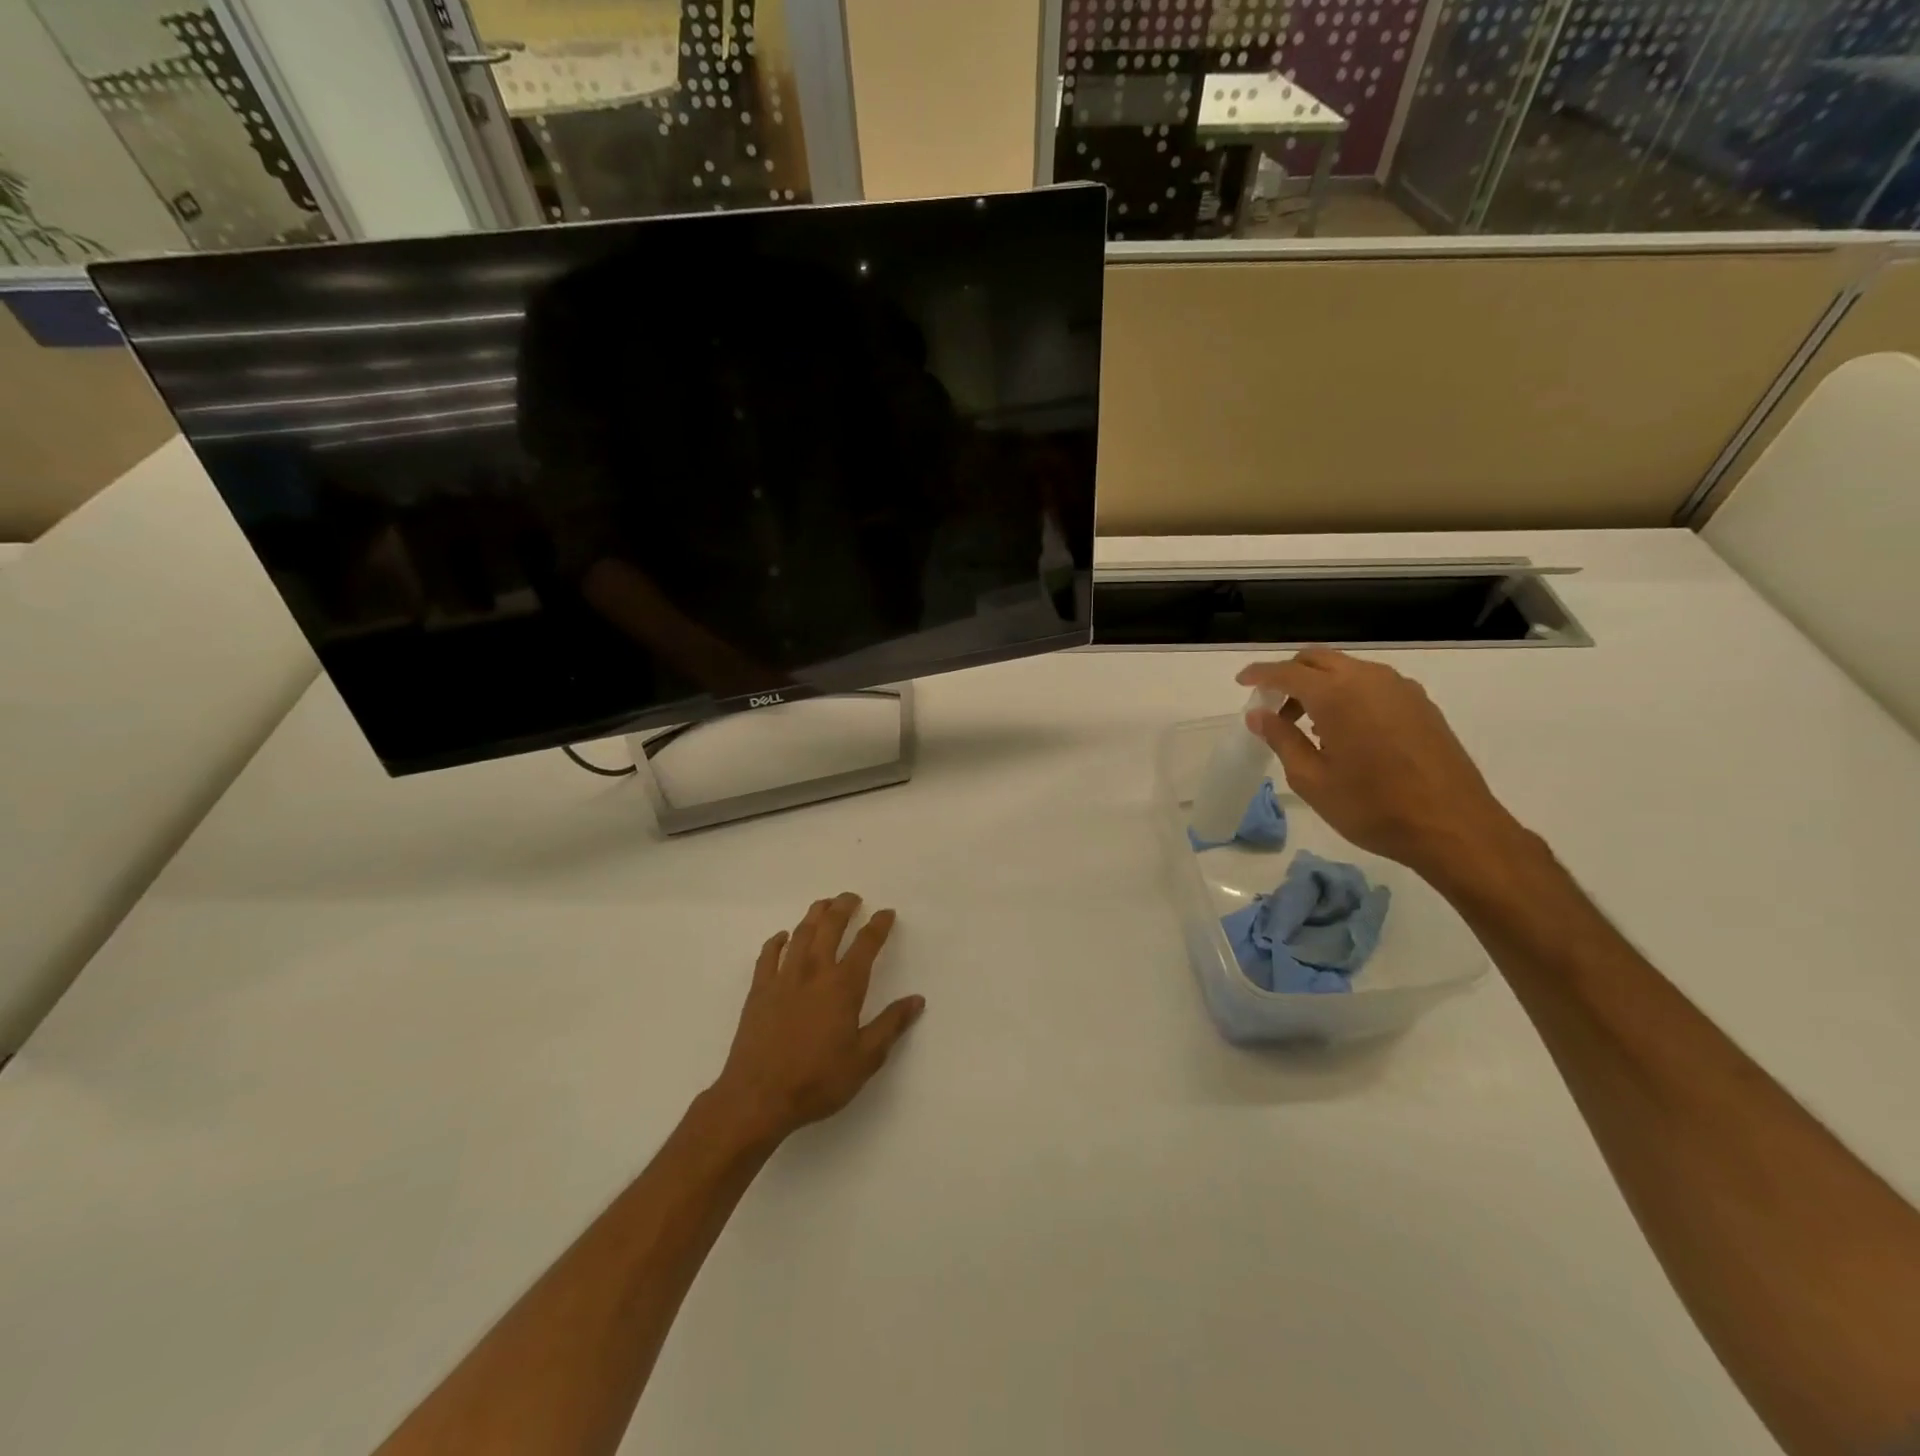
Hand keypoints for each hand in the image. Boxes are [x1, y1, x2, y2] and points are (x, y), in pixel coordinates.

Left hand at [710, 894, 923, 1146]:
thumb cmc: (818, 1080)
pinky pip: (768, 955)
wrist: (758, 1097)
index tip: (886, 913)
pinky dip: (777, 941)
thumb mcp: (865, 1059)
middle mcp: (814, 972)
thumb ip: (891, 1025)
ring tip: (823, 905)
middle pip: (830, 927)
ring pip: (801, 934)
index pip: (865, 945)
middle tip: (852, 897)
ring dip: (814, 915)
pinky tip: (782, 937)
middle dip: (843, 908)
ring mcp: (783, 978)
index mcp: (843, 986)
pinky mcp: (759, 991)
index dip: (878, 925)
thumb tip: (917, 1000)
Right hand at [1238, 649, 1522, 877]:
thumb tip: (1258, 715)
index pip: (1288, 672)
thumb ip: (1282, 740)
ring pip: (1347, 669)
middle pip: (1318, 659)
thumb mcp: (1313, 780)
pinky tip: (1343, 730)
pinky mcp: (1420, 704)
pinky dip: (1347, 694)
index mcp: (1337, 695)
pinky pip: (1372, 684)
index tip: (1242, 682)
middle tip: (1271, 704)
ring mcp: (1400, 689)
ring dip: (1319, 685)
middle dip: (1289, 674)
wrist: (1454, 827)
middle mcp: (1369, 680)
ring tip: (1306, 724)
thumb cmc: (1373, 808)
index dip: (1260, 674)